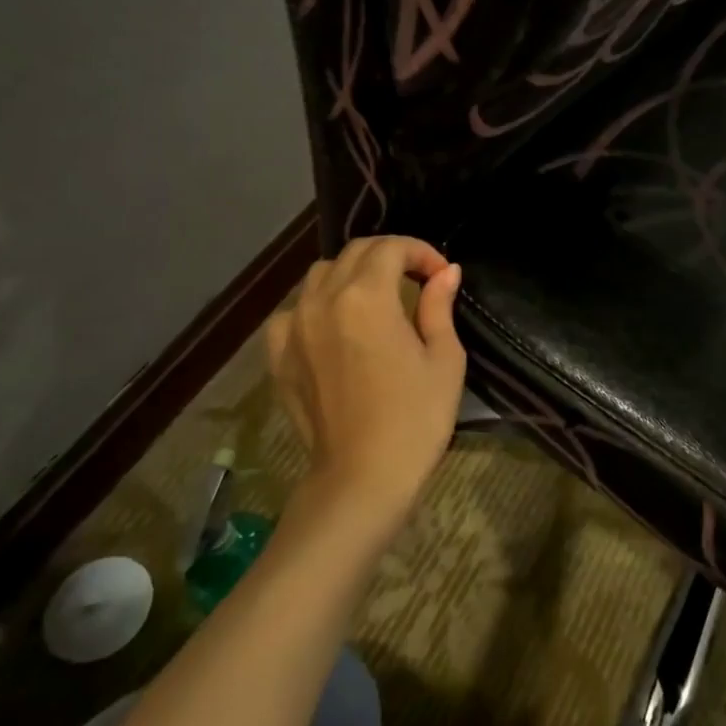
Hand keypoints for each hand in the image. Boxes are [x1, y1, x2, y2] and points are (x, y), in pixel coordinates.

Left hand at [265, 236, 465, 534]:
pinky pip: (294, 310)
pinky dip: (317, 304)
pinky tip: (335, 325)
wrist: (362, 478)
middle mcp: (323, 300)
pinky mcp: (278, 355)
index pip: (391, 247)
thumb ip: (439, 306)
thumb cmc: (415, 418)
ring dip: (352, 274)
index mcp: (367, 297)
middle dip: (390, 255)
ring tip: (377, 297)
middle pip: (354, 253)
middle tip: (417, 279)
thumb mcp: (444, 358)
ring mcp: (294, 327)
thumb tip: (446, 272)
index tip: (441, 275)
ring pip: (320, 275)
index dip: (421, 252)